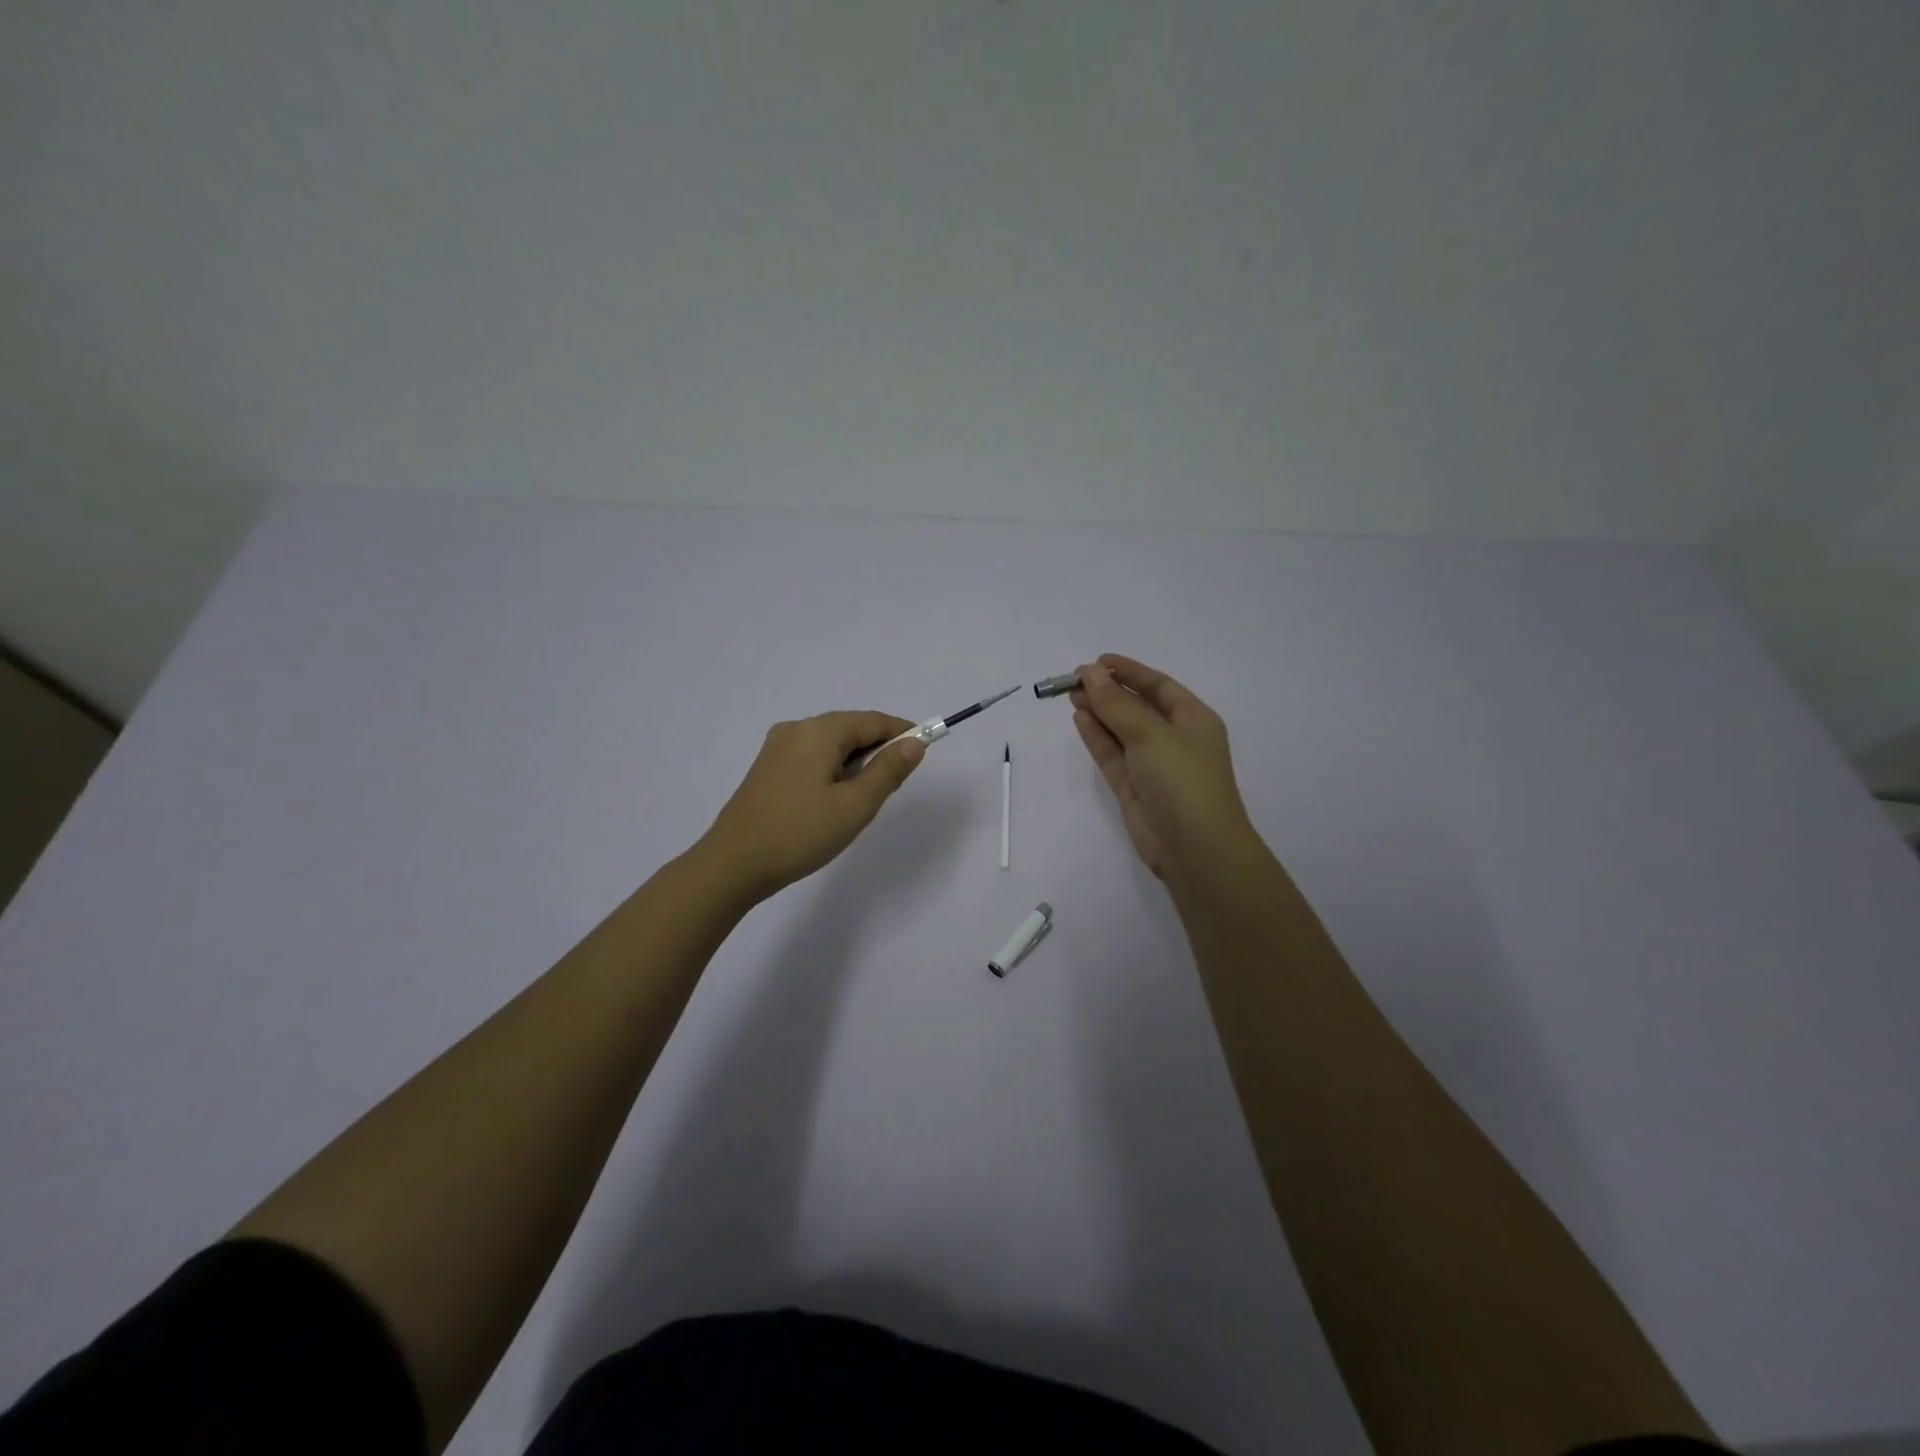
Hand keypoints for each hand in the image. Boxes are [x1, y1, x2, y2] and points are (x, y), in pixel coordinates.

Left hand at [696, 710, 925, 901]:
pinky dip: (832, 771)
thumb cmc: (800, 833)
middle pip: (850, 729)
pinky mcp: (766, 769)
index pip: (873, 721)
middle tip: (893, 786)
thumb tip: (914, 743)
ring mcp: (776, 749)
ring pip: (830, 746)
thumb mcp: (856, 805)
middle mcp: (796, 729)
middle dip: (877, 750)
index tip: (924, 751)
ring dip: (855, 763)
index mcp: (819, 731)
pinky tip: (833, 801)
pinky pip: (811, 758)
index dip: (902, 732)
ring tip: (863, 800)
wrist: (732, 865)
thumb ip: (889, 771)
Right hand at [1070, 655, 1256, 880]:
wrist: (1195, 848)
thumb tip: (1089, 672)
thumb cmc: (1182, 780)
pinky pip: (1113, 755)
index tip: (1097, 661)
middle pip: (1137, 707)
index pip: (1158, 686)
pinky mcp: (1134, 788)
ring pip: (1121, 731)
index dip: (1129, 671)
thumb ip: (1116, 703)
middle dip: (1108, 691)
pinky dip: (1097, 737)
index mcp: (1193, 720)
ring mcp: (1153, 765)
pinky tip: (1079, 719)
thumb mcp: (1150, 734)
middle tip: (1073, 680)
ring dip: (1099, 712)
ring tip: (1070, 696)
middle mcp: (1174, 739)